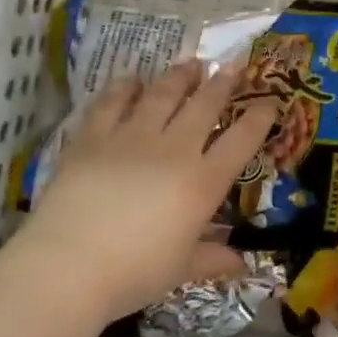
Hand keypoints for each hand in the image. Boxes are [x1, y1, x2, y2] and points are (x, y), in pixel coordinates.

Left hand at [14, 63, 277, 322]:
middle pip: (203, 107)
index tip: (269, 102)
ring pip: (162, 96)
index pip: (241, 141)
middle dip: (222, 83)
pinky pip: (112, 103)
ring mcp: (131, 139)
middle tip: (231, 66)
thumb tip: (243, 265)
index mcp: (202, 182)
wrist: (68, 266)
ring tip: (190, 63)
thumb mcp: (181, 270)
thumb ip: (213, 260)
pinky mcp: (93, 138)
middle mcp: (173, 150)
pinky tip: (132, 79)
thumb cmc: (134, 273)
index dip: (259, 118)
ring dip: (179, 77)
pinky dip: (124, 88)